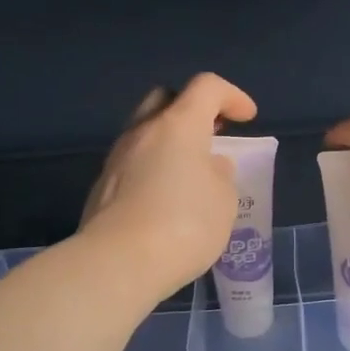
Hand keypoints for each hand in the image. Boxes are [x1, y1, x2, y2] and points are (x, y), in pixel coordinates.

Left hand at [81, 73, 258, 303]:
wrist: (118, 263)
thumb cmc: (184, 225)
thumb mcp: (224, 201)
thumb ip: (220, 176)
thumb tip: (208, 166)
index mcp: (178, 125)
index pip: (207, 87)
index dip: (232, 96)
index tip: (247, 117)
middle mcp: (142, 132)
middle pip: (166, 100)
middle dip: (192, 110)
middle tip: (212, 134)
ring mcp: (116, 159)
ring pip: (145, 132)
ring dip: (169, 142)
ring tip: (189, 171)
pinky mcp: (101, 187)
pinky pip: (133, 164)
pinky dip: (152, 168)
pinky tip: (164, 198)